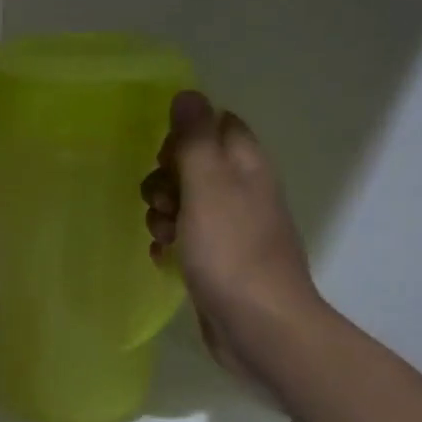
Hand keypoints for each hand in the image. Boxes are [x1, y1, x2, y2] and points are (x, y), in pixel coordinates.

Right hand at [141, 91, 321, 382]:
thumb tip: (188, 93)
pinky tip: (164, 258)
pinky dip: (171, 243)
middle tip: (161, 203)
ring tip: (162, 235)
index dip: (186, 134)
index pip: (218, 125)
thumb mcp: (208, 186)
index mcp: (247, 167)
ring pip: (185, 203)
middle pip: (194, 165)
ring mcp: (232, 229)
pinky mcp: (219, 261)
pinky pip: (186, 238)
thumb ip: (196, 139)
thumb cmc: (232, 251)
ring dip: (163, 214)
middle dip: (165, 180)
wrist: (260, 328)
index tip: (165, 157)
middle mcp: (243, 192)